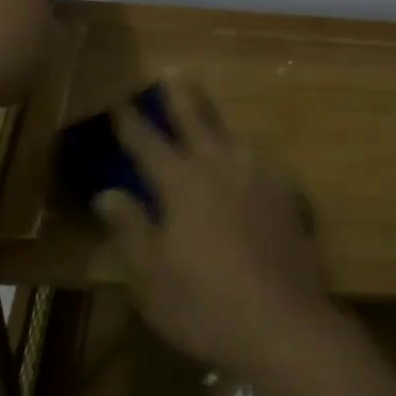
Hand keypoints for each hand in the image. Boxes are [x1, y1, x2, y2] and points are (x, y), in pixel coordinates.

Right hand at [94, 81, 335, 379]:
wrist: (285, 324)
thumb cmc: (206, 306)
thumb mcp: (152, 277)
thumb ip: (130, 229)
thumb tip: (106, 194)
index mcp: (183, 184)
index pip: (148, 144)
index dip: (130, 123)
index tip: (119, 102)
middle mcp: (222, 168)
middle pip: (197, 122)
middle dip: (180, 97)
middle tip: (173, 72)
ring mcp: (260, 178)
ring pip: (234, 137)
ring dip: (217, 120)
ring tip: (209, 111)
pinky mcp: (289, 196)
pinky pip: (263, 164)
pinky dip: (249, 157)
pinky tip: (251, 164)